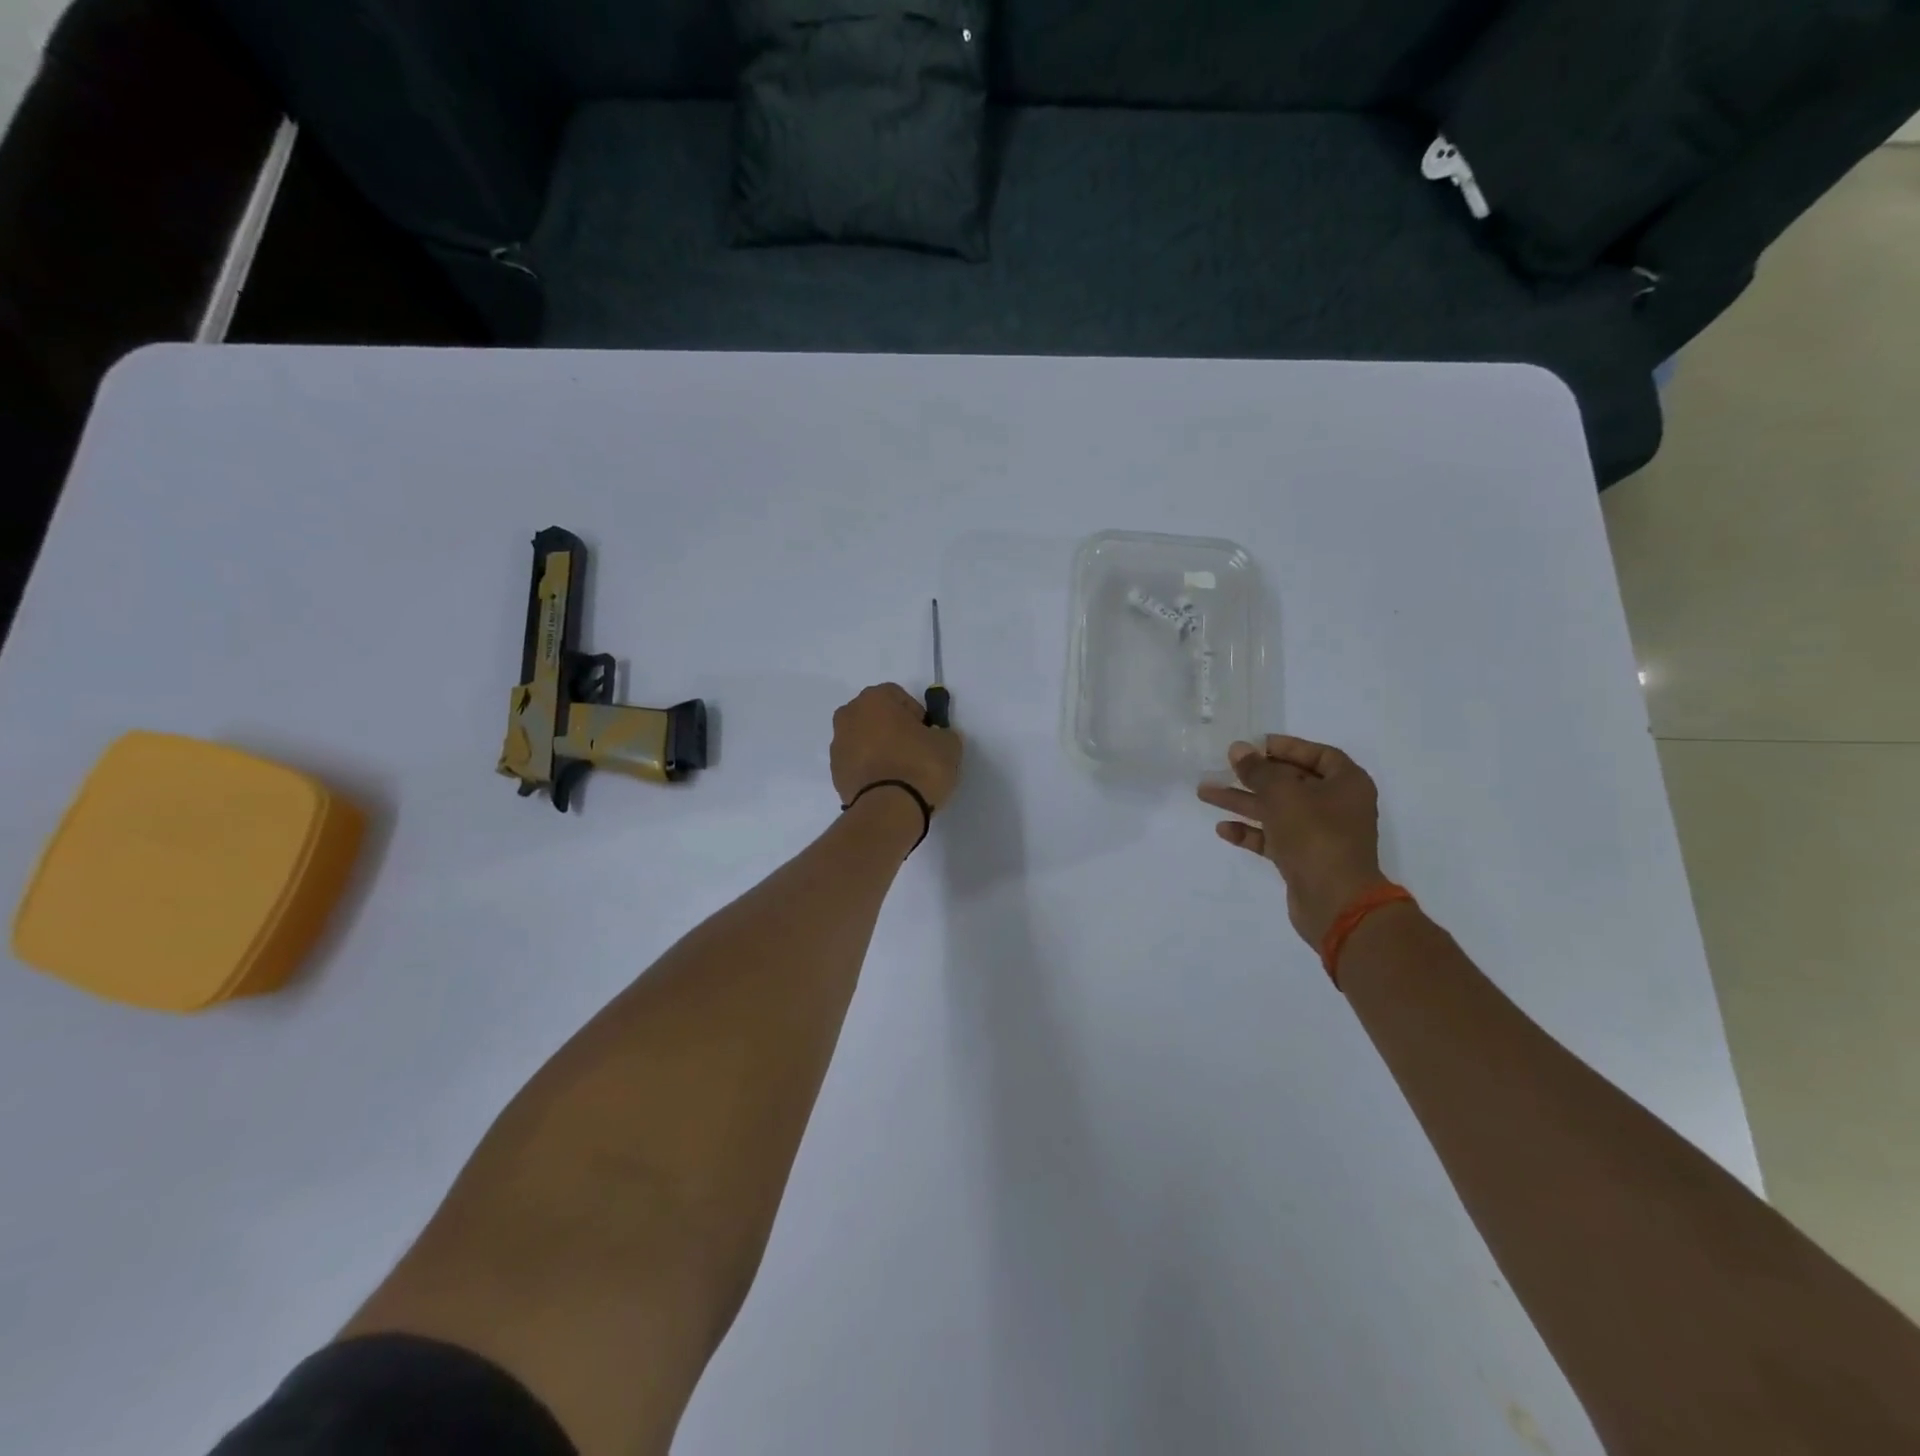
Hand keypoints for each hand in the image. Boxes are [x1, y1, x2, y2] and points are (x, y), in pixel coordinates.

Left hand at [831, 684, 963, 812]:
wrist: (888, 810)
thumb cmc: (919, 766)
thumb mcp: (949, 744)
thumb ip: (942, 733)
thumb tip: (936, 737)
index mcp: (874, 699)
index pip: (898, 696)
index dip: (916, 713)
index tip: (928, 734)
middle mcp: (849, 716)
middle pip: (876, 716)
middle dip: (893, 729)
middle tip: (915, 751)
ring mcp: (838, 746)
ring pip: (864, 740)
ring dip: (879, 749)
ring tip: (901, 773)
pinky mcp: (835, 774)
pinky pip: (858, 763)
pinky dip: (870, 769)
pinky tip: (888, 786)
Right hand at [1198, 736, 1389, 946]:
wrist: (1335, 901)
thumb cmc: (1316, 835)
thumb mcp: (1283, 794)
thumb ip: (1258, 770)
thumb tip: (1238, 749)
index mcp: (1346, 783)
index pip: (1317, 754)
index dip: (1286, 747)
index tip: (1254, 745)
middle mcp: (1336, 806)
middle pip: (1291, 782)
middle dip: (1254, 775)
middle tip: (1222, 766)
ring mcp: (1319, 834)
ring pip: (1276, 810)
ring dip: (1243, 801)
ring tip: (1205, 793)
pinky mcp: (1303, 859)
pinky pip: (1273, 838)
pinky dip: (1250, 832)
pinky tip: (1223, 829)